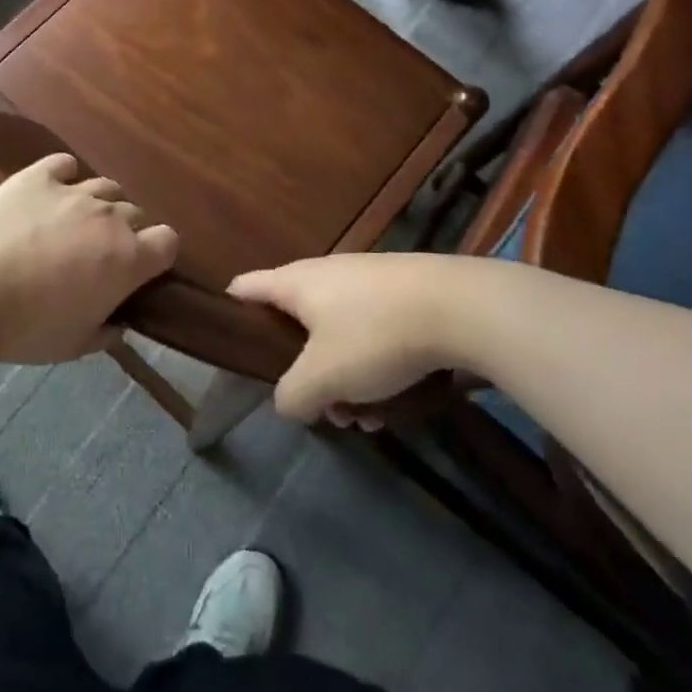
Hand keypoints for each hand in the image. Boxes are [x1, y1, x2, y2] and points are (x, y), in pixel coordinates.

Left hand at [0, 154, 178, 364]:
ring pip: (105, 186)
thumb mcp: (76, 345)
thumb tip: (119, 324)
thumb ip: (107, 332)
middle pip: (135, 213)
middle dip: (125, 232)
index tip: (140, 269)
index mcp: (128, 258)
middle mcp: (109, 217)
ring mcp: (73, 191)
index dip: (158, 254)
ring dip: (99, 204)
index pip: (168, 240)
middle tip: (98, 254)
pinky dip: (64, 176)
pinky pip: (64, 164)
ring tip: (75, 223)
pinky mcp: (37, 177)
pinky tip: (52, 190)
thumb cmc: (28, 329)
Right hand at [229, 254, 472, 424]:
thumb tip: (288, 402)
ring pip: (338, 336)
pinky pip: (371, 332)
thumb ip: (292, 395)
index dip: (232, 311)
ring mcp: (366, 280)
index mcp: (296, 283)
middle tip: (321, 409)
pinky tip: (395, 400)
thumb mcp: (323, 377)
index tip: (231, 340)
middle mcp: (326, 273)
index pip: (246, 288)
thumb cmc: (375, 335)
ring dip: (344, 379)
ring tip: (366, 418)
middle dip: (305, 373)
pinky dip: (373, 365)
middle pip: (297, 325)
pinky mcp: (401, 293)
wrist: (460, 307)